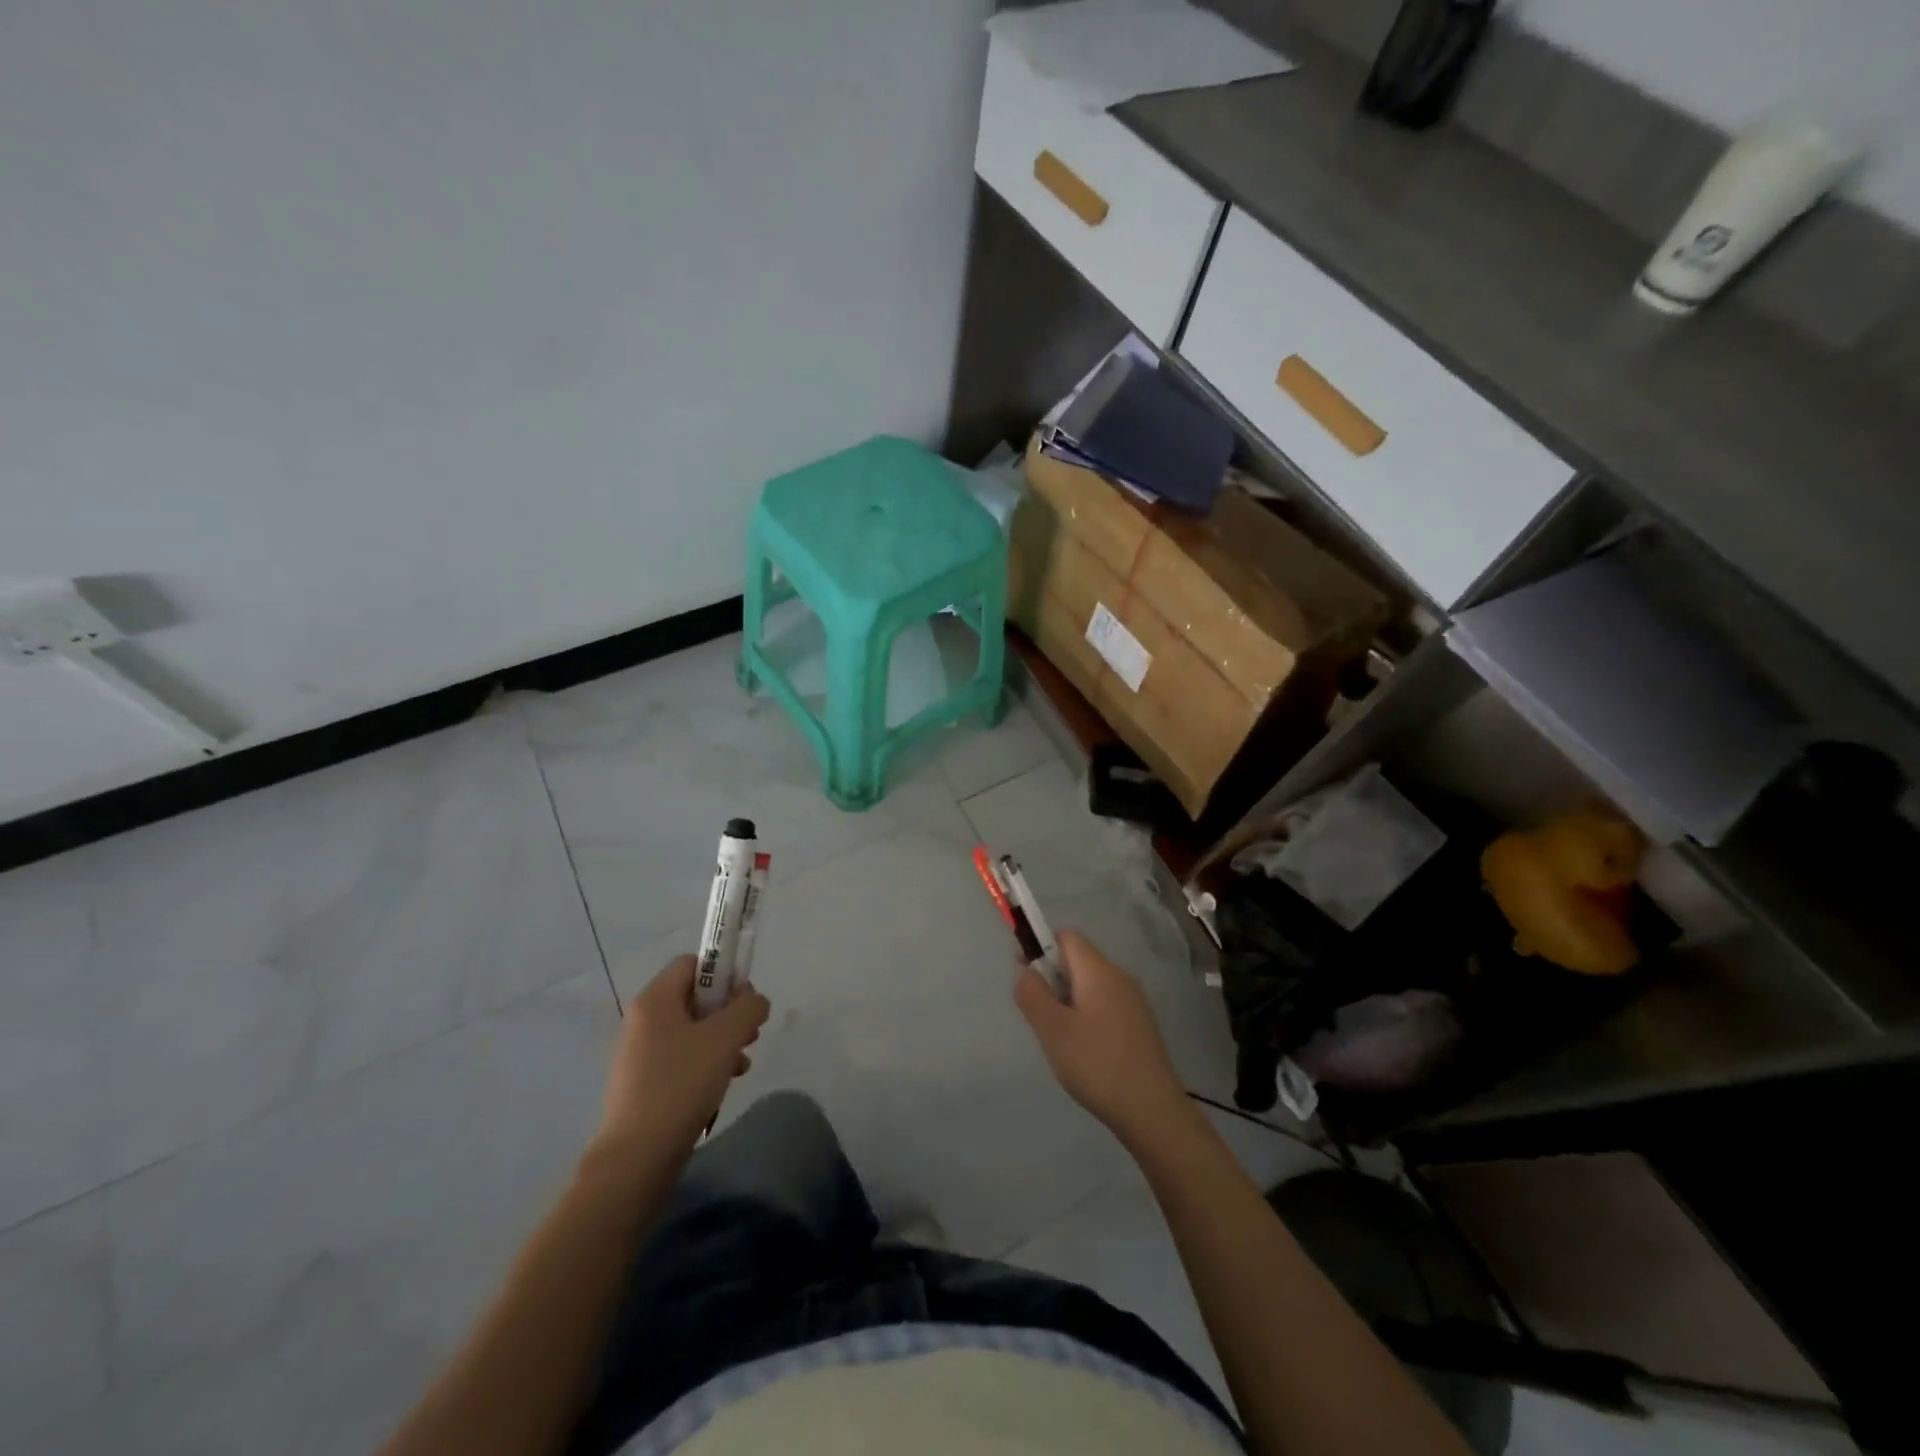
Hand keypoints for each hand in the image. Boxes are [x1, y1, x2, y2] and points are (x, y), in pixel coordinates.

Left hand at [597, 956, 769, 1160]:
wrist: (637, 1157)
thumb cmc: (681, 1084)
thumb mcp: (725, 1037)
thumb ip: (748, 1008)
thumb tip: (755, 1000)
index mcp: (654, 1000)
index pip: (693, 963)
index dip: (724, 973)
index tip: (745, 1000)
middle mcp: (644, 1021)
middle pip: (696, 997)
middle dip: (729, 1012)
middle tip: (749, 1033)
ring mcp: (642, 1054)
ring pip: (694, 1031)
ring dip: (723, 1041)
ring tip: (741, 1063)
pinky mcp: (646, 1084)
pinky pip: (684, 1059)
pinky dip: (708, 1064)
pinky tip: (724, 1084)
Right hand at [1014, 931, 1192, 1145]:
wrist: (1152, 1110)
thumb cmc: (1097, 1064)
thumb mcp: (1053, 1029)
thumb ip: (1032, 993)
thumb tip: (1026, 970)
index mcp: (1099, 970)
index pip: (1066, 937)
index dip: (1040, 947)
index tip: (1025, 975)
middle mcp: (1119, 977)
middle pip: (1078, 959)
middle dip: (1052, 976)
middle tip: (1037, 1013)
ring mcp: (1133, 1001)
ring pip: (1090, 984)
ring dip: (1067, 999)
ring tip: (1057, 1035)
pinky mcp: (1139, 1024)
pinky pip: (1103, 1004)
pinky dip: (1085, 1014)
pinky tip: (1081, 1048)